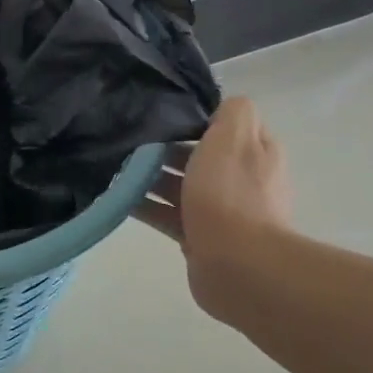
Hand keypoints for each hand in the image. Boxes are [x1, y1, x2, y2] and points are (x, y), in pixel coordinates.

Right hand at [134, 97, 292, 321]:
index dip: (195, 118)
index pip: (226, 125)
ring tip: (116, 168)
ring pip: (181, 186)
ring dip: (152, 178)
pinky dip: (146, 206)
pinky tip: (119, 199)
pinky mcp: (200, 239)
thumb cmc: (231, 195)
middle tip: (129, 141)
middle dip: (166, 148)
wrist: (237, 265)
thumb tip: (219, 107)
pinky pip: (169, 216)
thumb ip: (231, 111)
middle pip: (199, 155)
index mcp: (256, 151)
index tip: (161, 114)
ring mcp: (222, 212)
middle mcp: (242, 179)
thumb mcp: (234, 136)